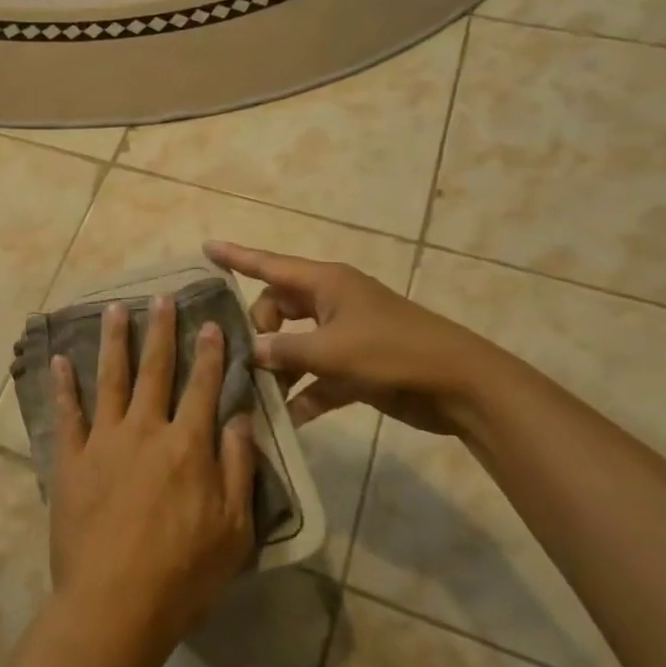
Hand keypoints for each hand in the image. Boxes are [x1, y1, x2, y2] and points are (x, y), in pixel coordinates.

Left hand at [48, 296, 256, 657]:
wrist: (114, 604)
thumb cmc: (183, 573)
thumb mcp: (234, 529)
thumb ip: (238, 468)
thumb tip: (239, 418)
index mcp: (187, 445)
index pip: (202, 387)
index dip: (209, 353)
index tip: (210, 322)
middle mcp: (145, 430)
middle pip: (155, 370)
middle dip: (161, 331)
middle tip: (161, 297)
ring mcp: (104, 441)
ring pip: (110, 379)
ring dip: (114, 341)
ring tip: (116, 308)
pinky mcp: (71, 460)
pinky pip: (67, 414)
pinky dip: (63, 385)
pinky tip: (59, 360)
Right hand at [205, 241, 504, 435]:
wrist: (459, 385)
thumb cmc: (393, 352)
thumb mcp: (331, 350)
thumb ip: (285, 351)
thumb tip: (252, 352)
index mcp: (326, 283)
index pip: (269, 265)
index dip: (237, 256)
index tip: (205, 247)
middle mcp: (331, 303)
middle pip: (277, 307)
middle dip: (258, 329)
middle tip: (249, 357)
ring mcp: (345, 335)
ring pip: (295, 344)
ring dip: (278, 367)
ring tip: (256, 393)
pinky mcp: (356, 366)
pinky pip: (317, 375)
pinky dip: (304, 393)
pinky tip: (288, 419)